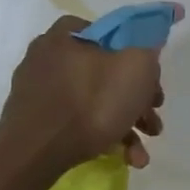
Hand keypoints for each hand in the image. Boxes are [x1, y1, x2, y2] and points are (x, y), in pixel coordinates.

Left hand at [0, 12, 176, 172]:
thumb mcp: (135, 65)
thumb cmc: (90, 103)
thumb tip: (154, 31)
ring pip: (94, 101)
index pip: (111, 33)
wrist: (35, 154)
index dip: (137, 54)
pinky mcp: (35, 121)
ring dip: (125, 124)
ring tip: (140, 154)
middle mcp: (49, 57)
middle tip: (152, 120)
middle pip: (106, 72)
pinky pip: (76, 122)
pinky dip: (102, 136)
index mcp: (68, 35)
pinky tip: (123, 158)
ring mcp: (39, 91)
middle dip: (136, 100)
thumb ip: (149, 44)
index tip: (152, 80)